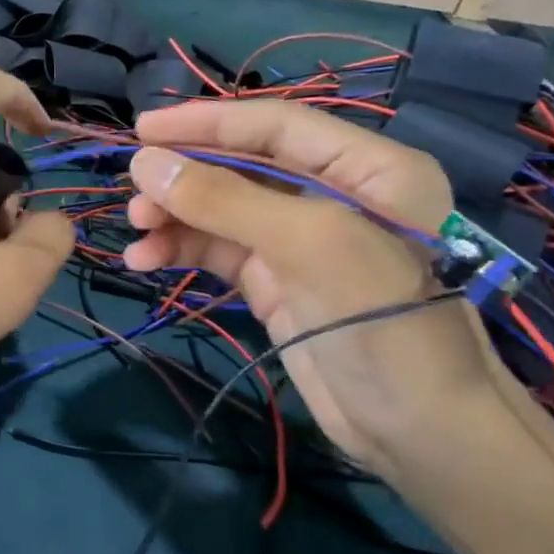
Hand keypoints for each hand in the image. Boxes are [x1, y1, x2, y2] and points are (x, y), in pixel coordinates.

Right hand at [123, 99, 497, 475]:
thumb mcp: (309, 244)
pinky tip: (146, 260)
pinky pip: (219, 252)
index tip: (142, 129)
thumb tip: (145, 163)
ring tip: (137, 234)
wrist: (420, 431)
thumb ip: (226, 199)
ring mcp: (301, 243)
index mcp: (365, 166)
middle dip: (185, 177)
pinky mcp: (276, 284)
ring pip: (222, 211)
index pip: (274, 126)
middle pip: (242, 166)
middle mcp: (333, 195)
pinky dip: (182, 250)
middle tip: (133, 196)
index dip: (206, 122)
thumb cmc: (381, 320)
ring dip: (176, 217)